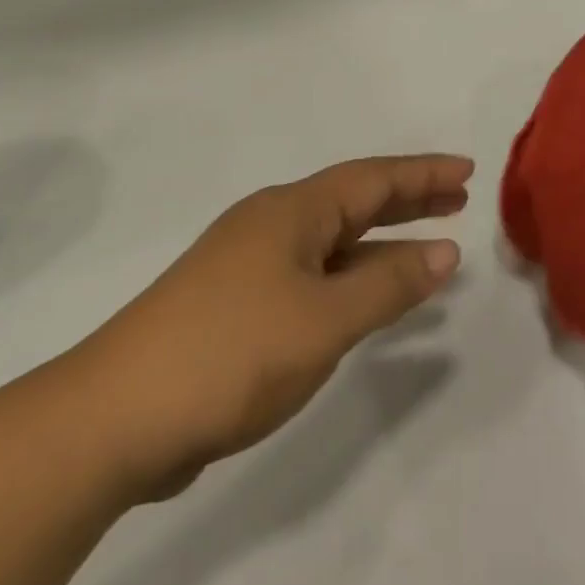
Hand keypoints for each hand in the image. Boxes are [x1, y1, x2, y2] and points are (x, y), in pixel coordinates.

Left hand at [72, 155, 469, 498]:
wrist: (117, 415)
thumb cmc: (232, 352)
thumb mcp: (324, 318)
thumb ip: (389, 284)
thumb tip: (445, 251)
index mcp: (291, 211)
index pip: (373, 178)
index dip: (423, 173)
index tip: (467, 169)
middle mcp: (271, 225)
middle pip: (353, 201)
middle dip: (408, 199)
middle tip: (457, 198)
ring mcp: (249, 264)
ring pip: (333, 241)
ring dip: (381, 241)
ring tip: (429, 246)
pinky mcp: (236, 305)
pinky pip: (313, 274)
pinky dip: (350, 276)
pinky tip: (366, 299)